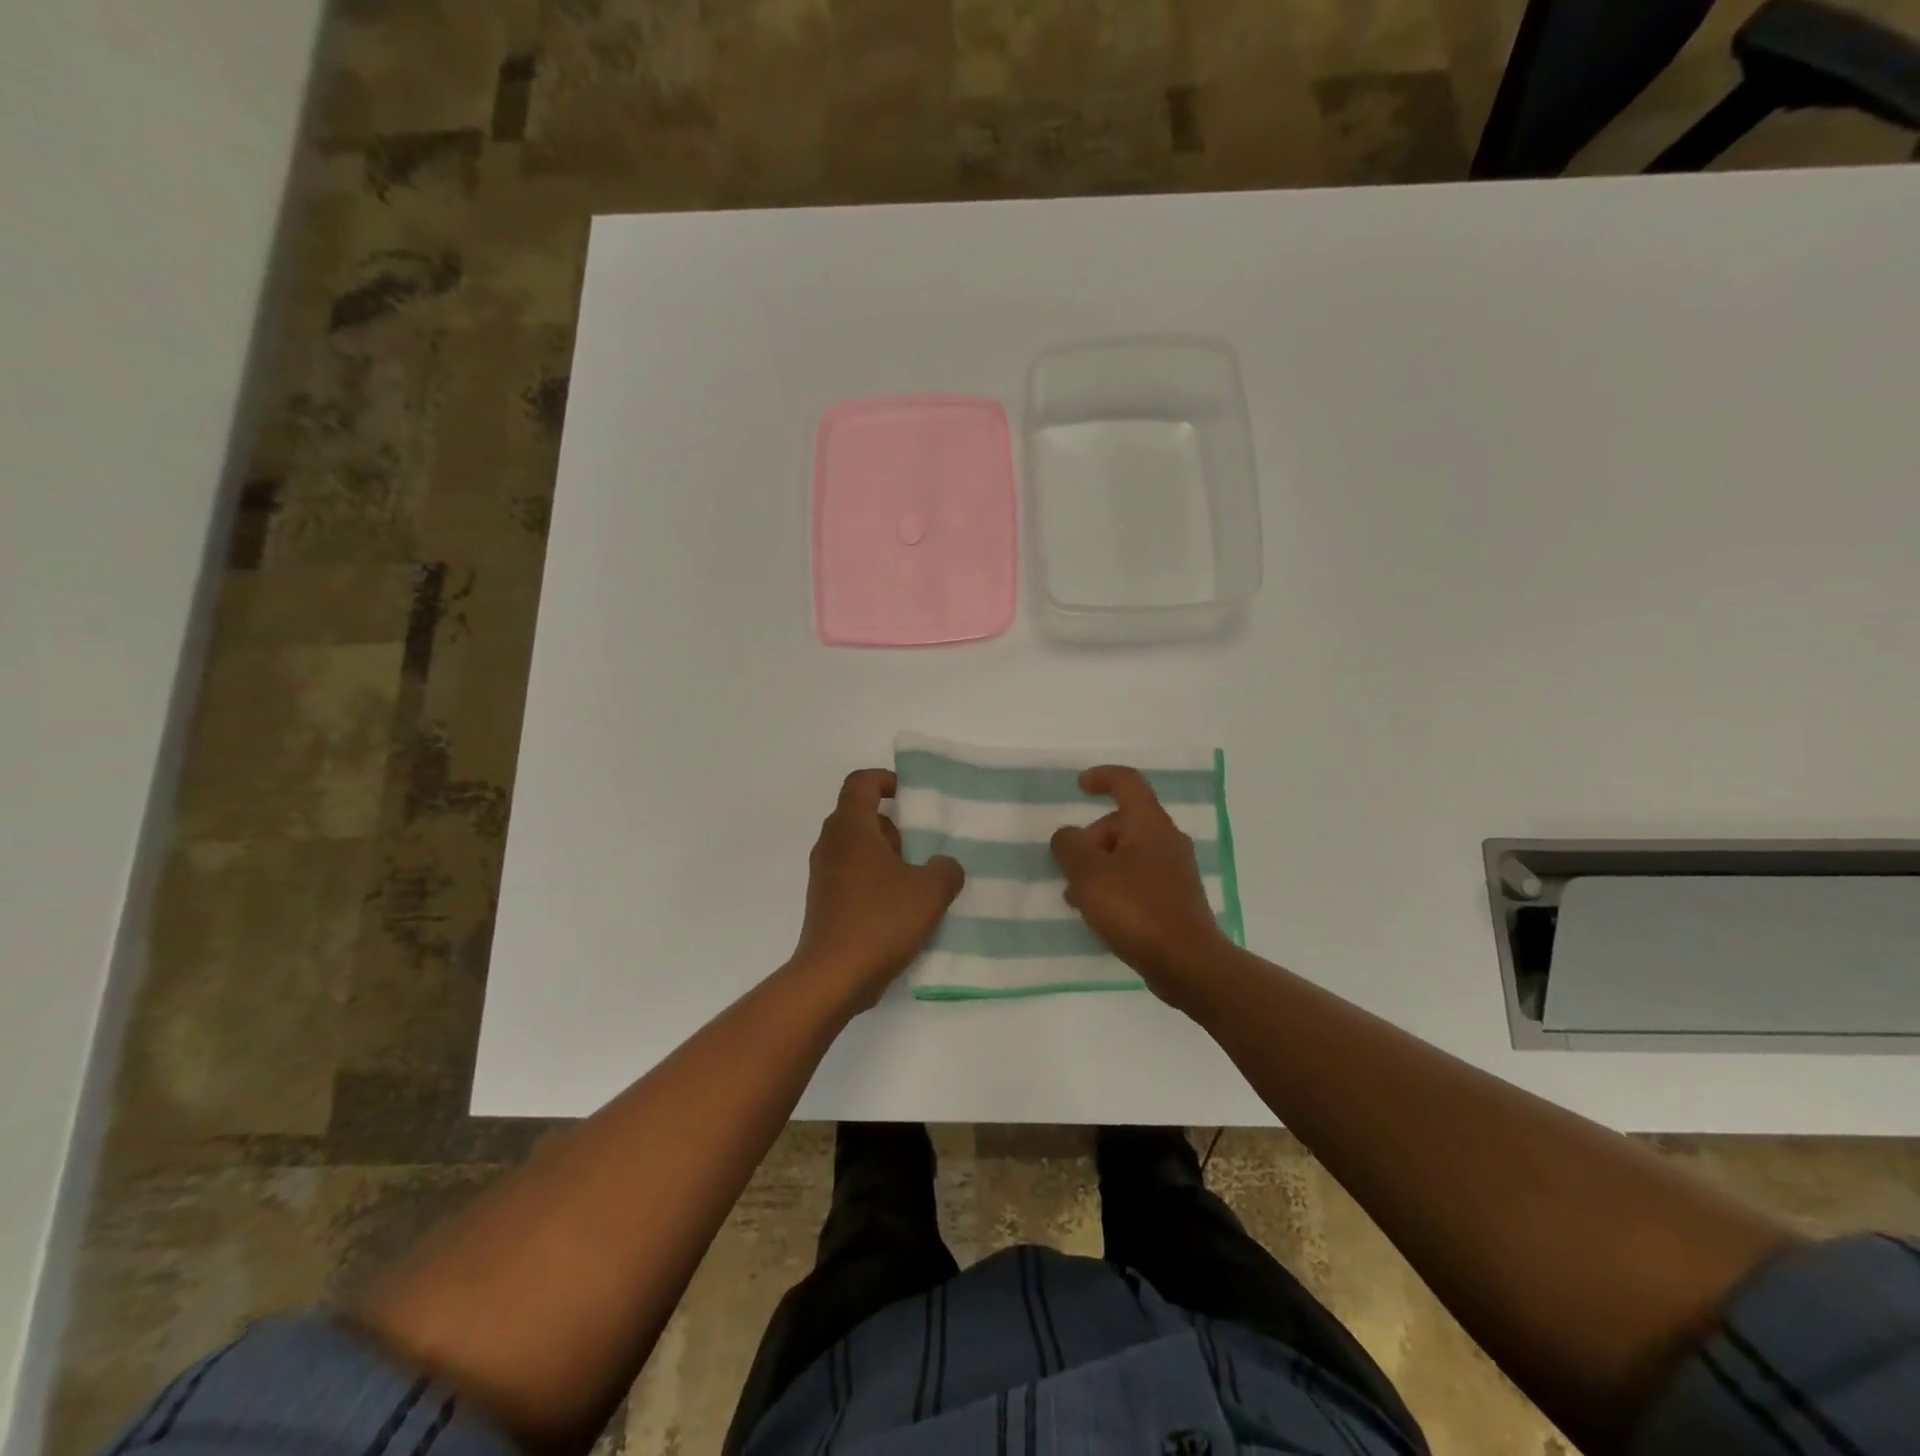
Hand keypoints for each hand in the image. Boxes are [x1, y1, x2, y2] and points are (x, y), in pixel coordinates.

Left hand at [792, 769, 964, 1009]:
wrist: (833, 977)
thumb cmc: (881, 921)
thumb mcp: (930, 891)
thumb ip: (945, 870)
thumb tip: (942, 866)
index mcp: (851, 829)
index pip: (860, 783)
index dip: (884, 779)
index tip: (908, 794)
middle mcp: (831, 846)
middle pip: (859, 817)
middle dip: (892, 826)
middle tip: (920, 846)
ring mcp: (824, 876)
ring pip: (856, 849)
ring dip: (885, 857)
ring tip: (916, 882)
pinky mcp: (824, 903)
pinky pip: (851, 877)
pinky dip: (874, 881)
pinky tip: (900, 909)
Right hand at [1050, 766, 1229, 1005]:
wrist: (1188, 964)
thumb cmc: (1136, 910)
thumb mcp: (1088, 874)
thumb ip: (1069, 846)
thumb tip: (1068, 836)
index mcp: (1150, 825)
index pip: (1127, 782)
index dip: (1102, 777)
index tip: (1079, 786)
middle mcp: (1168, 842)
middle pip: (1123, 823)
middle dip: (1091, 839)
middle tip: (1069, 869)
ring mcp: (1176, 873)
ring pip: (1129, 856)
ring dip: (1099, 868)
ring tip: (1076, 899)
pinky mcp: (1176, 901)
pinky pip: (1138, 881)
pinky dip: (1115, 888)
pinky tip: (1100, 917)